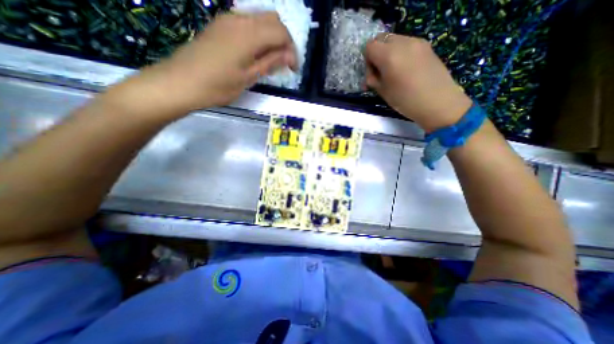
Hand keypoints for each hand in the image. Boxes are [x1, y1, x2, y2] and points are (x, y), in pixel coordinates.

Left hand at [120, 13, 297, 117]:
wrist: (182, 82)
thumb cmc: (219, 85)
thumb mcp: (248, 77)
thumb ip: (270, 62)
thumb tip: (289, 56)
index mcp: (249, 34)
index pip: (281, 32)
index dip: (292, 50)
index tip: (293, 69)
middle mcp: (240, 19)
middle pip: (273, 20)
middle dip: (284, 41)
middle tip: (284, 63)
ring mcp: (228, 19)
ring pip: (260, 19)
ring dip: (272, 37)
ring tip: (271, 60)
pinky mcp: (220, 25)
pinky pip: (247, 23)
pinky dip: (258, 35)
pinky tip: (256, 53)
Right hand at [363, 34, 472, 131]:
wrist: (438, 102)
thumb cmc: (406, 100)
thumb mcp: (383, 92)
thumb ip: (373, 80)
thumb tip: (371, 75)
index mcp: (389, 55)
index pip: (370, 46)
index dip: (367, 60)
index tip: (372, 75)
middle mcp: (403, 43)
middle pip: (382, 39)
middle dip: (377, 54)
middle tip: (380, 72)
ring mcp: (417, 42)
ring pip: (395, 40)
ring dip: (389, 53)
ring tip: (394, 72)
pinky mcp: (426, 46)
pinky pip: (407, 44)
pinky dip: (400, 53)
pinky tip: (405, 69)